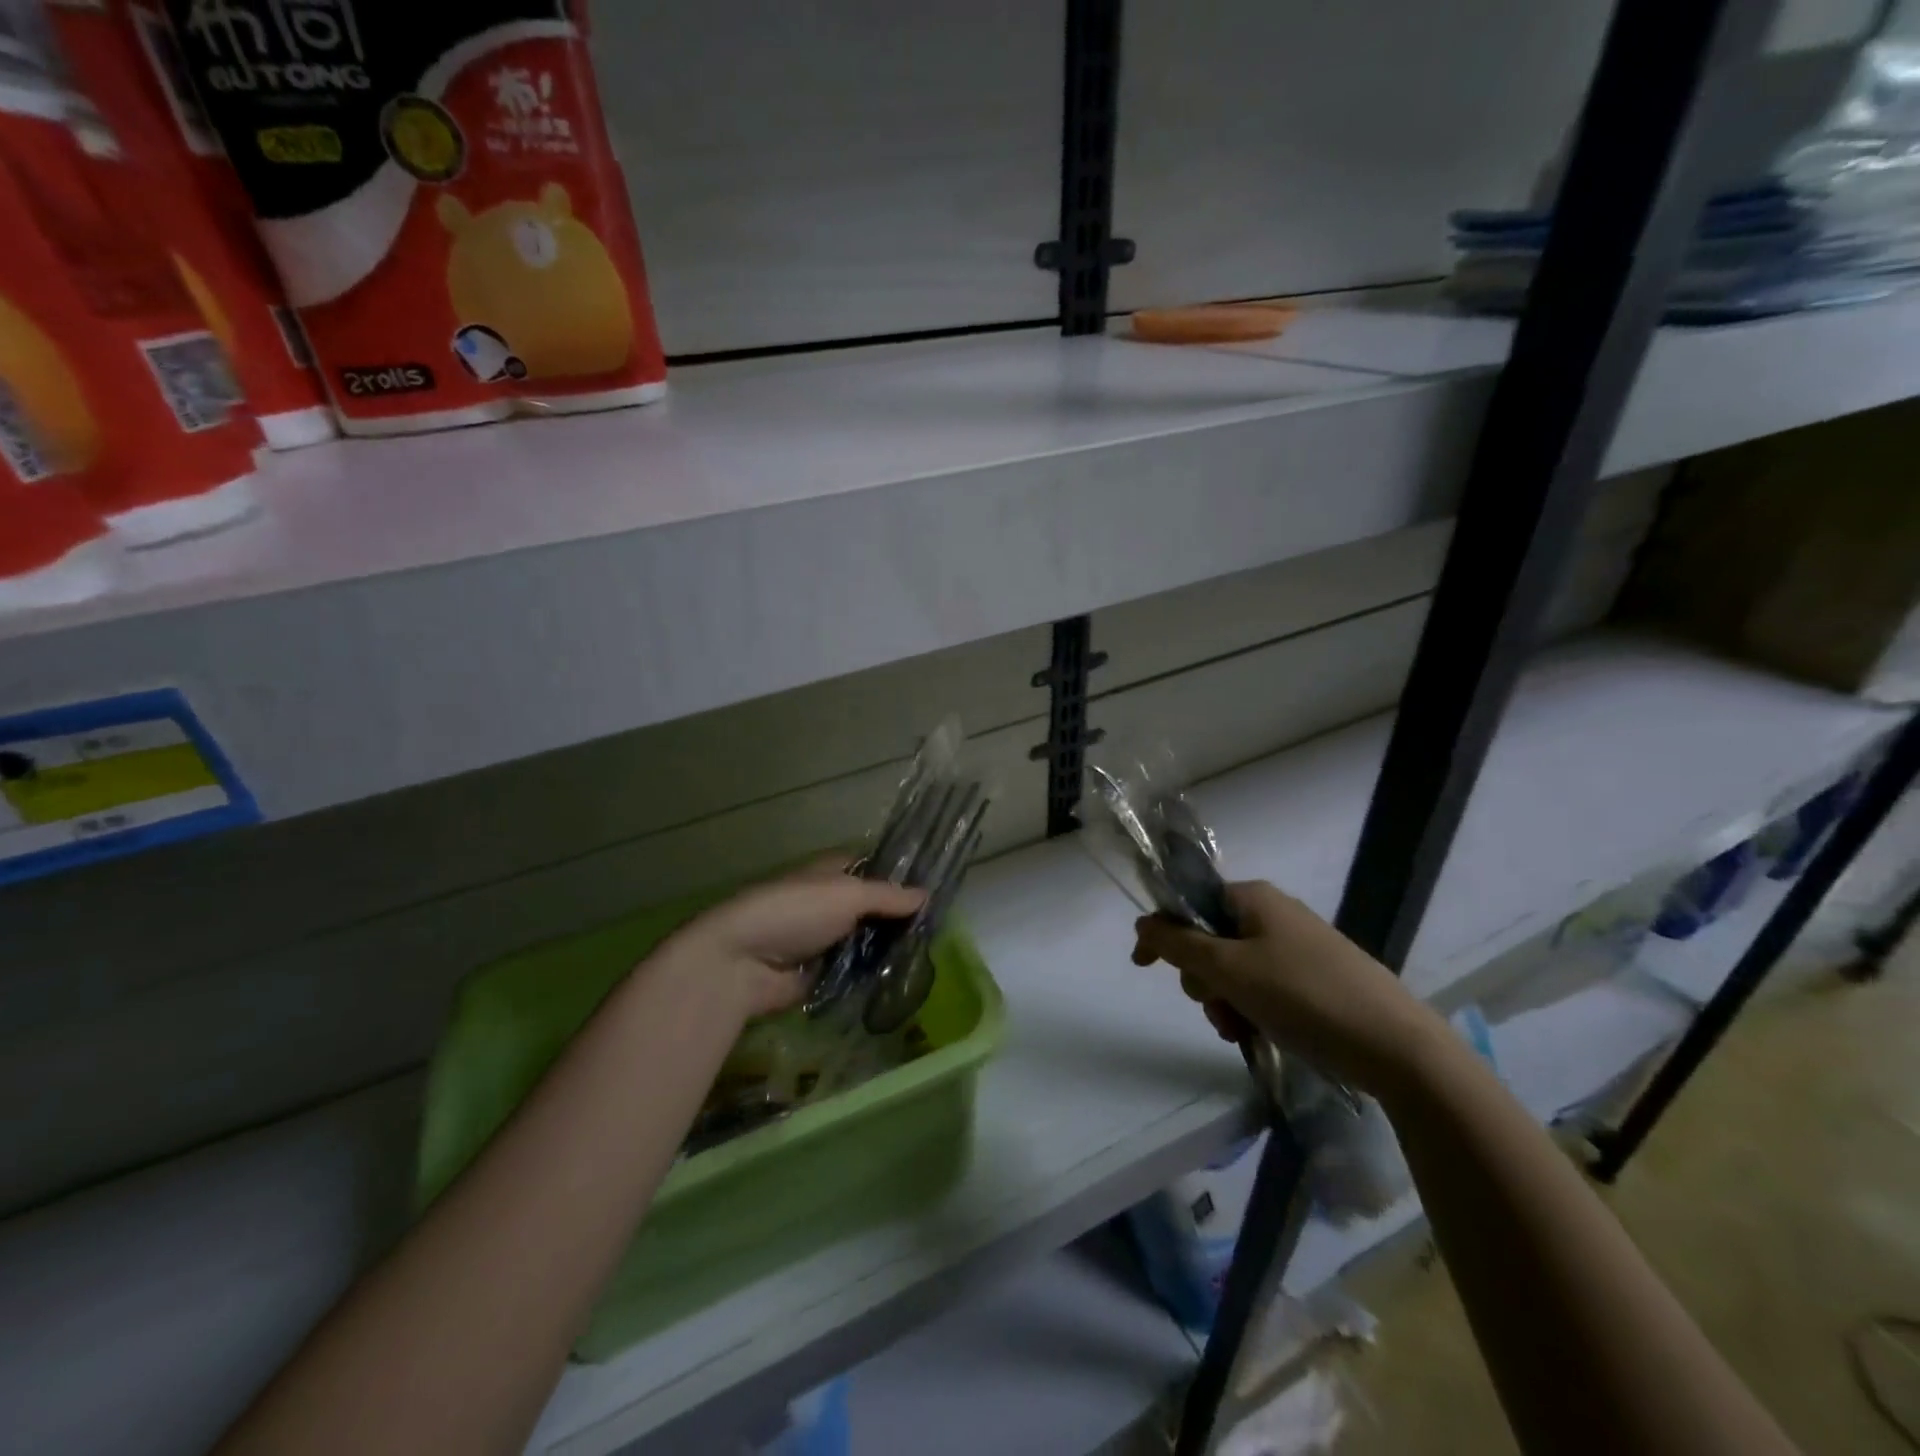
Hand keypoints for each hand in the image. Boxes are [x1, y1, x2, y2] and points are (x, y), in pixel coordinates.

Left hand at [654, 862, 926, 1021]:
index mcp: (833, 872)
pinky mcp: (820, 974)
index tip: (938, 892)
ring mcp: (824, 939)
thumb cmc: (794, 912)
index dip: (903, 878)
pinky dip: (872, 976)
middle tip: (939, 932)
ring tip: (928, 959)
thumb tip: (927, 895)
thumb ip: (888, 896)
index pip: (875, 869)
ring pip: (867, 942)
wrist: (739, 963)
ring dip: (889, 950)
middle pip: (874, 908)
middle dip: (901, 919)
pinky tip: (902, 981)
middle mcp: (829, 902)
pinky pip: (854, 972)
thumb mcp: (847, 894)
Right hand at [1131, 880, 1447, 1097]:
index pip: (1188, 904)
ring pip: (1235, 970)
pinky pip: (1264, 988)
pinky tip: (1261, 1036)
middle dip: (1203, 979)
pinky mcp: (1316, 980)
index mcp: (1253, 898)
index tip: (1142, 967)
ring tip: (1242, 1031)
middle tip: (1216, 1007)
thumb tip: (1142, 921)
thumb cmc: (1302, 995)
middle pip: (1209, 941)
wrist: (1396, 1046)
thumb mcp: (1229, 968)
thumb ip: (1178, 943)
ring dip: (1226, 1002)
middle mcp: (1274, 914)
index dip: (1162, 934)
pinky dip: (1252, 1010)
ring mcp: (1298, 948)